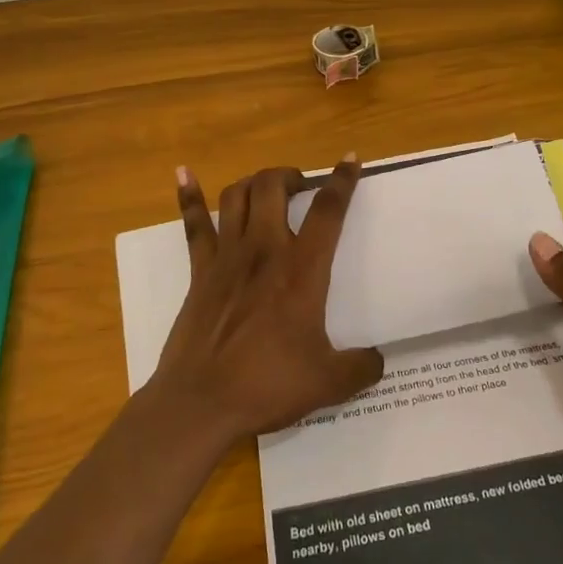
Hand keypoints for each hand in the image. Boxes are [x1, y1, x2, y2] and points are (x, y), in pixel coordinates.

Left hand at [150, 158, 385, 442]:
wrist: (201, 402)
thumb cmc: (267, 385)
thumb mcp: (328, 383)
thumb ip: (360, 368)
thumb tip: (378, 360)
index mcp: (301, 270)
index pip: (327, 211)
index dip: (342, 181)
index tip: (350, 160)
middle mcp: (264, 250)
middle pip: (273, 186)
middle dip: (291, 175)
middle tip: (302, 186)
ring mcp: (227, 256)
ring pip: (237, 196)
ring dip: (254, 182)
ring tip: (266, 187)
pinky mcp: (199, 270)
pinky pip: (194, 225)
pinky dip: (189, 197)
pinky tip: (184, 174)